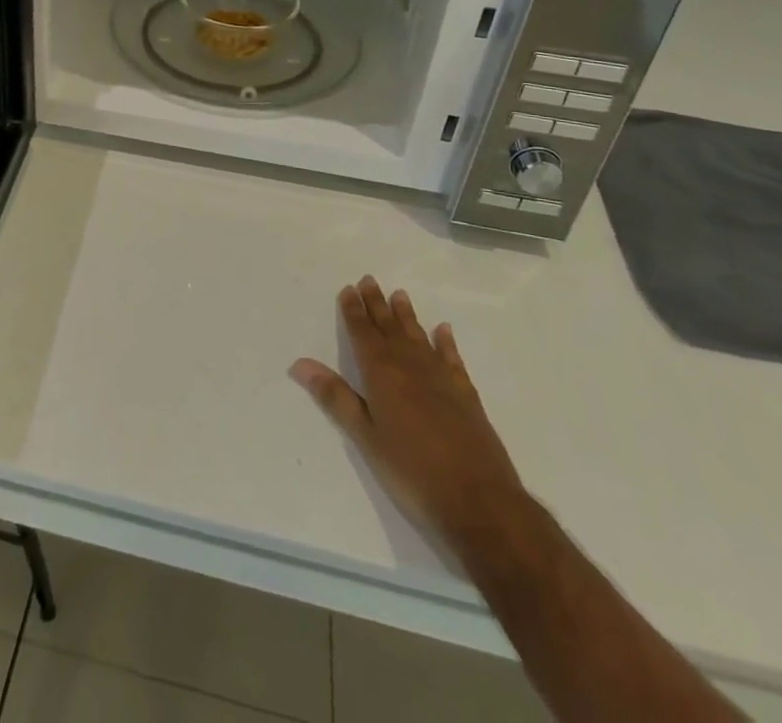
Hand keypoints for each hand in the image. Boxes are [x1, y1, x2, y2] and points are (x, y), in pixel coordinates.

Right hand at [290, 276, 527, 550]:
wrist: (481, 502)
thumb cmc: (413, 472)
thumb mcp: (366, 438)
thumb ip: (336, 398)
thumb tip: (300, 363)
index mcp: (382, 374)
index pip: (363, 333)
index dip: (354, 311)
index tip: (348, 289)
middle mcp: (411, 366)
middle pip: (390, 328)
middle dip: (377, 304)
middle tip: (369, 280)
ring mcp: (442, 378)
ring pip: (419, 337)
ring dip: (407, 316)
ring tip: (399, 294)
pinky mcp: (466, 394)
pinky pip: (452, 358)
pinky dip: (446, 342)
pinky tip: (443, 331)